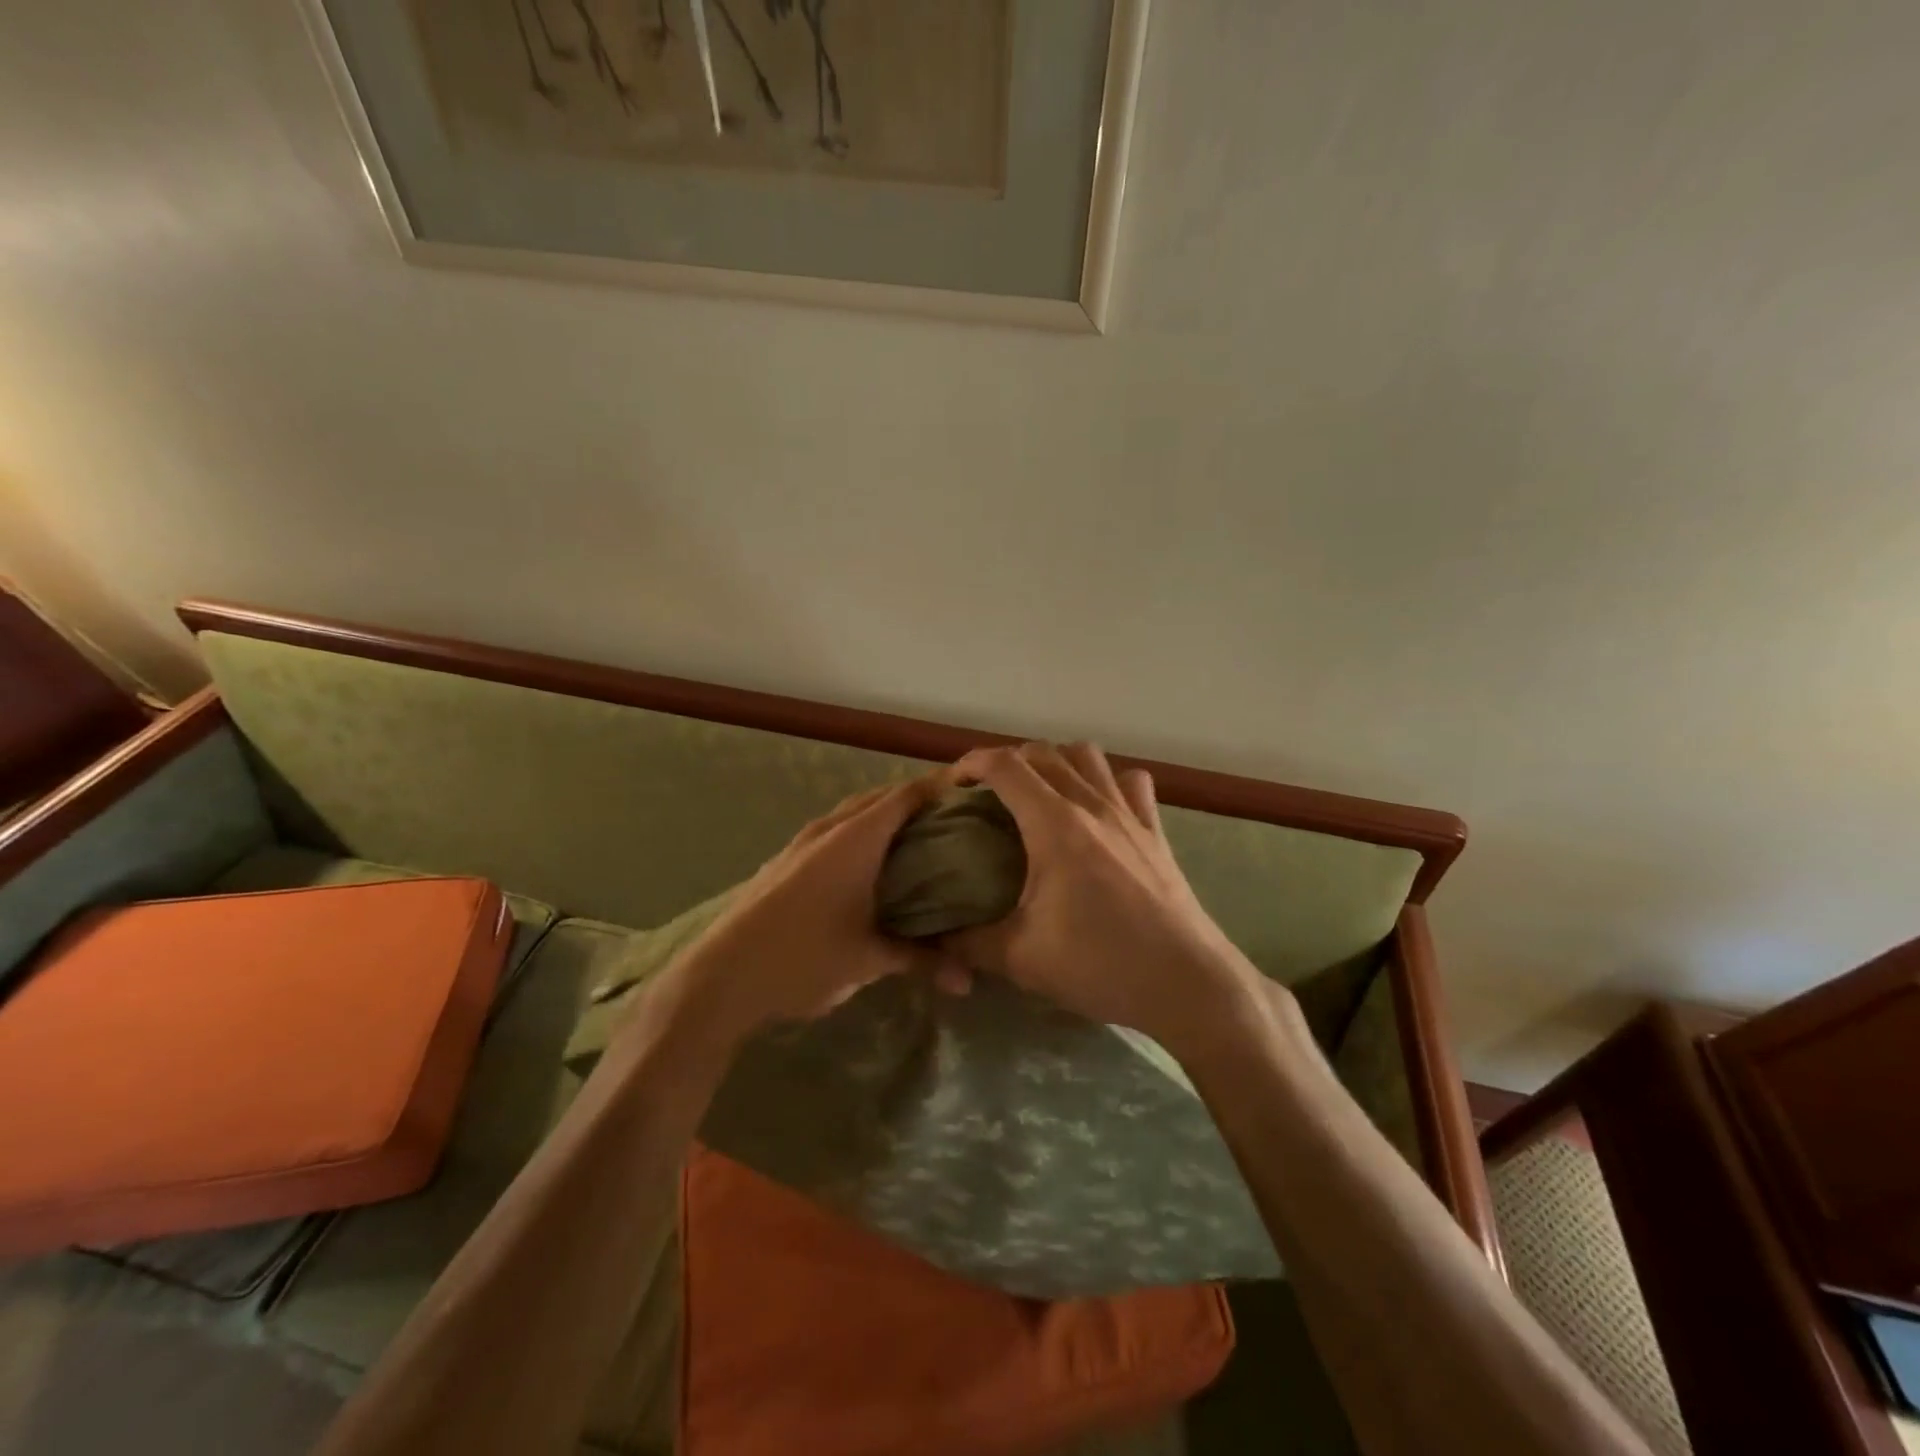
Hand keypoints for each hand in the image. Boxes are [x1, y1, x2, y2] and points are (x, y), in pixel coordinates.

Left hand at [663, 776, 964, 1045]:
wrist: (721, 976)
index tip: (970, 792)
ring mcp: (801, 843)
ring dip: (883, 816)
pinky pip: (832, 831)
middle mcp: (829, 829)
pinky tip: (867, 865)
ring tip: (915, 837)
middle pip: (880, 798)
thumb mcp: (868, 960)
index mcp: (856, 839)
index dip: (938, 788)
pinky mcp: (784, 861)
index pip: (906, 796)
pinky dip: (858, 834)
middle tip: (951, 818)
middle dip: (915, 800)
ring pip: (852, 814)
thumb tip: (969, 981)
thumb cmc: (803, 958)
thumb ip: (921, 961)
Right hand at [946, 742, 1267, 1058]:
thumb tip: (936, 939)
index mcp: (1055, 825)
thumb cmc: (1102, 965)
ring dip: (1056, 762)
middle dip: (1007, 763)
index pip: (1006, 766)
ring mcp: (1129, 814)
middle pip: (1043, 753)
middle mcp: (1092, 805)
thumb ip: (968, 943)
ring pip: (1088, 756)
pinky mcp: (1155, 832)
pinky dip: (1108, 781)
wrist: (1186, 983)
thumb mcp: (1021, 959)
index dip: (971, 764)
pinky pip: (1131, 783)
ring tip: (1040, 793)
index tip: (953, 784)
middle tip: (988, 795)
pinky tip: (1098, 808)